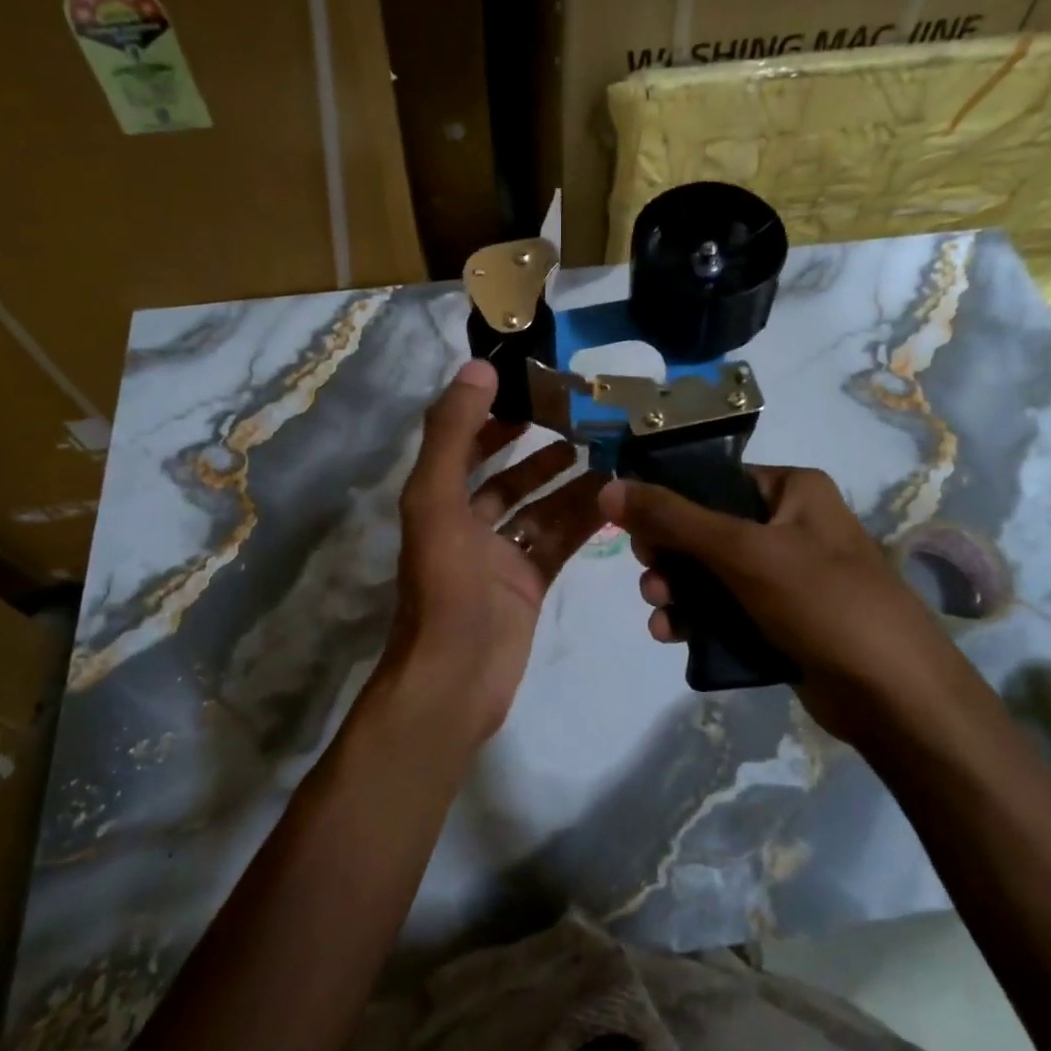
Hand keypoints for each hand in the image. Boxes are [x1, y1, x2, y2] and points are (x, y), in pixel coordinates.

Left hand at [378, 360, 607, 747]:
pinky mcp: (529, 585)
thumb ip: (453, 435)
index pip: (464, 445)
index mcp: (437, 502)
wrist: (456, 681)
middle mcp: (467, 525)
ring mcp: (500, 558)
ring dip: (569, 483)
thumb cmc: (445, 587)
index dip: (490, 416)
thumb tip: (479, 369)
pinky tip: (614, 497)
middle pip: (506, 477)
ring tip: (608, 453)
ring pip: (540, 509)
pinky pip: (558, 542)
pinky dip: (582, 520)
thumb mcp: (437, 502)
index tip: (530, 389)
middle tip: (582, 421)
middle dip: (538, 450)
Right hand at [597, 466, 961, 740]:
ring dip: (677, 592)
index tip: (632, 530)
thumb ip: (672, 518)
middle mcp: (789, 525)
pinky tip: (673, 636)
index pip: (711, 481)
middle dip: (669, 558)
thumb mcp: (742, 551)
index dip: (666, 502)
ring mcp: (785, 576)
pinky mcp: (780, 620)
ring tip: (662, 615)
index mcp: (791, 490)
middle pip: (704, 529)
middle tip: (652, 579)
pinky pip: (724, 610)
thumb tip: (607, 487)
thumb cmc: (822, 602)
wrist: (895, 696)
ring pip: (709, 574)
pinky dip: (697, 620)